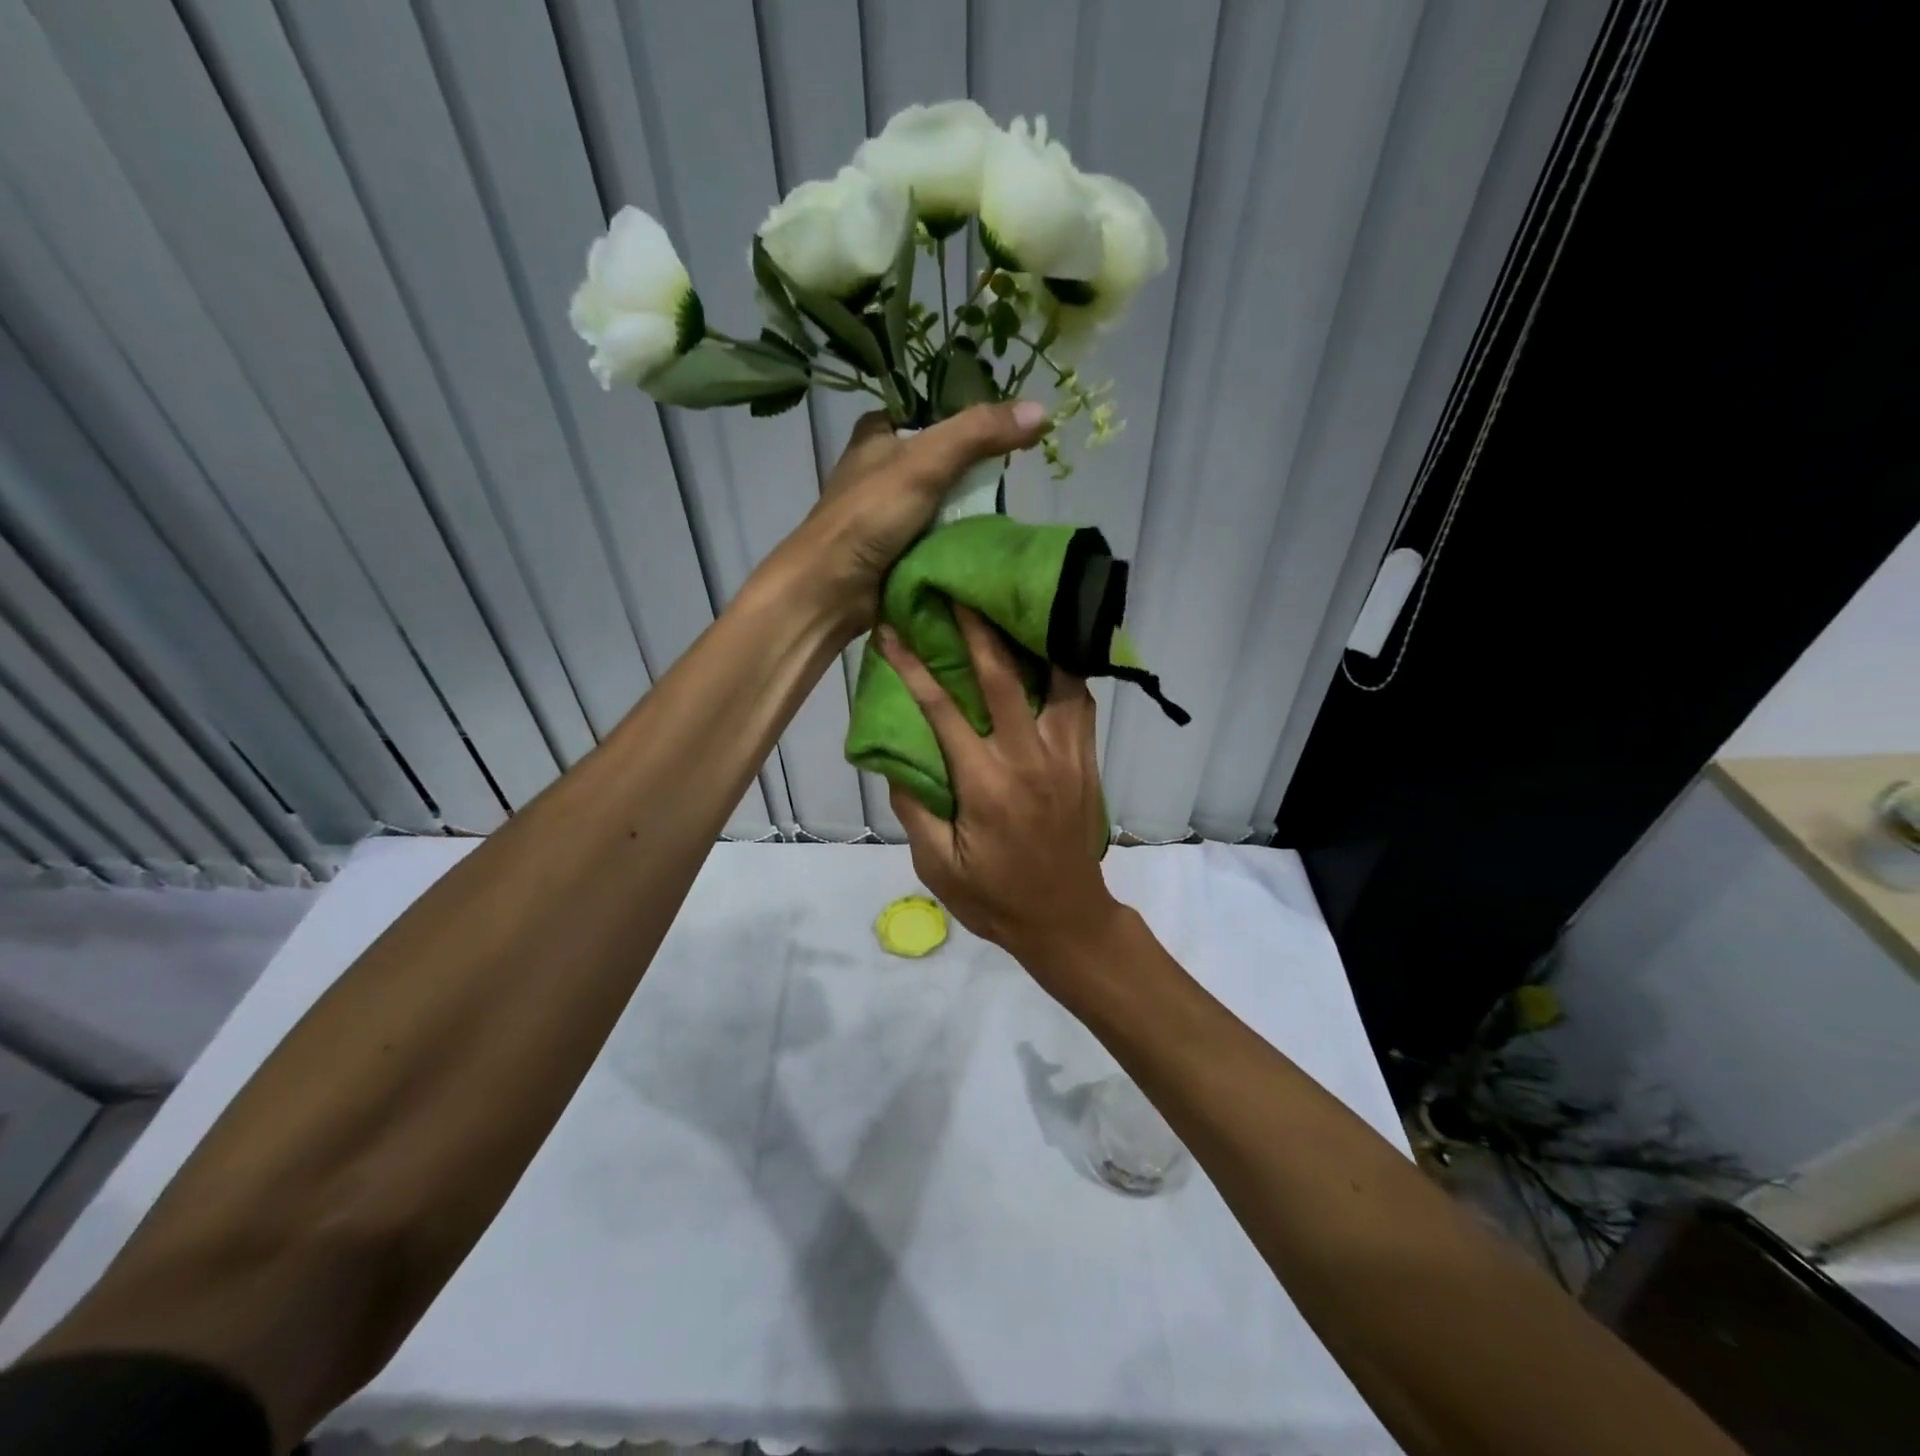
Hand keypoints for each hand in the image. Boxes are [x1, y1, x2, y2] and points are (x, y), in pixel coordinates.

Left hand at [772, 401, 1047, 638]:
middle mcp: (881, 467)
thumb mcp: (925, 463)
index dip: (971, 420)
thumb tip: (1043, 411)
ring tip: (1008, 513)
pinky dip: (957, 539)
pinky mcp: (895, 547)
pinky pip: (937, 535)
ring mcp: (888, 511)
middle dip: (975, 473)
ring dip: (969, 511)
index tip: (1010, 433)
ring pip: (943, 501)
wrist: (831, 590)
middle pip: (944, 460)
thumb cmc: (869, 516)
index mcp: (878, 432)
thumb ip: (978, 434)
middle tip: (1015, 478)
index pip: (934, 412)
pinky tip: (985, 544)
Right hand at [876, 606, 1120, 976]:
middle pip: (1003, 677)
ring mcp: (1065, 757)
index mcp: (985, 784)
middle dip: (977, 629)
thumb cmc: (996, 899)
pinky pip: (1081, 704)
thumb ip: (915, 809)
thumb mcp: (938, 866)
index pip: (942, 711)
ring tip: (1016, 608)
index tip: (893, 631)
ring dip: (1031, 640)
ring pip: (1056, 680)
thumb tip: (895, 760)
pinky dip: (1066, 671)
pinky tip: (1052, 654)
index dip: (913, 667)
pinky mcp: (1086, 762)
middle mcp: (1028, 759)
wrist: (1066, 920)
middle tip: (961, 591)